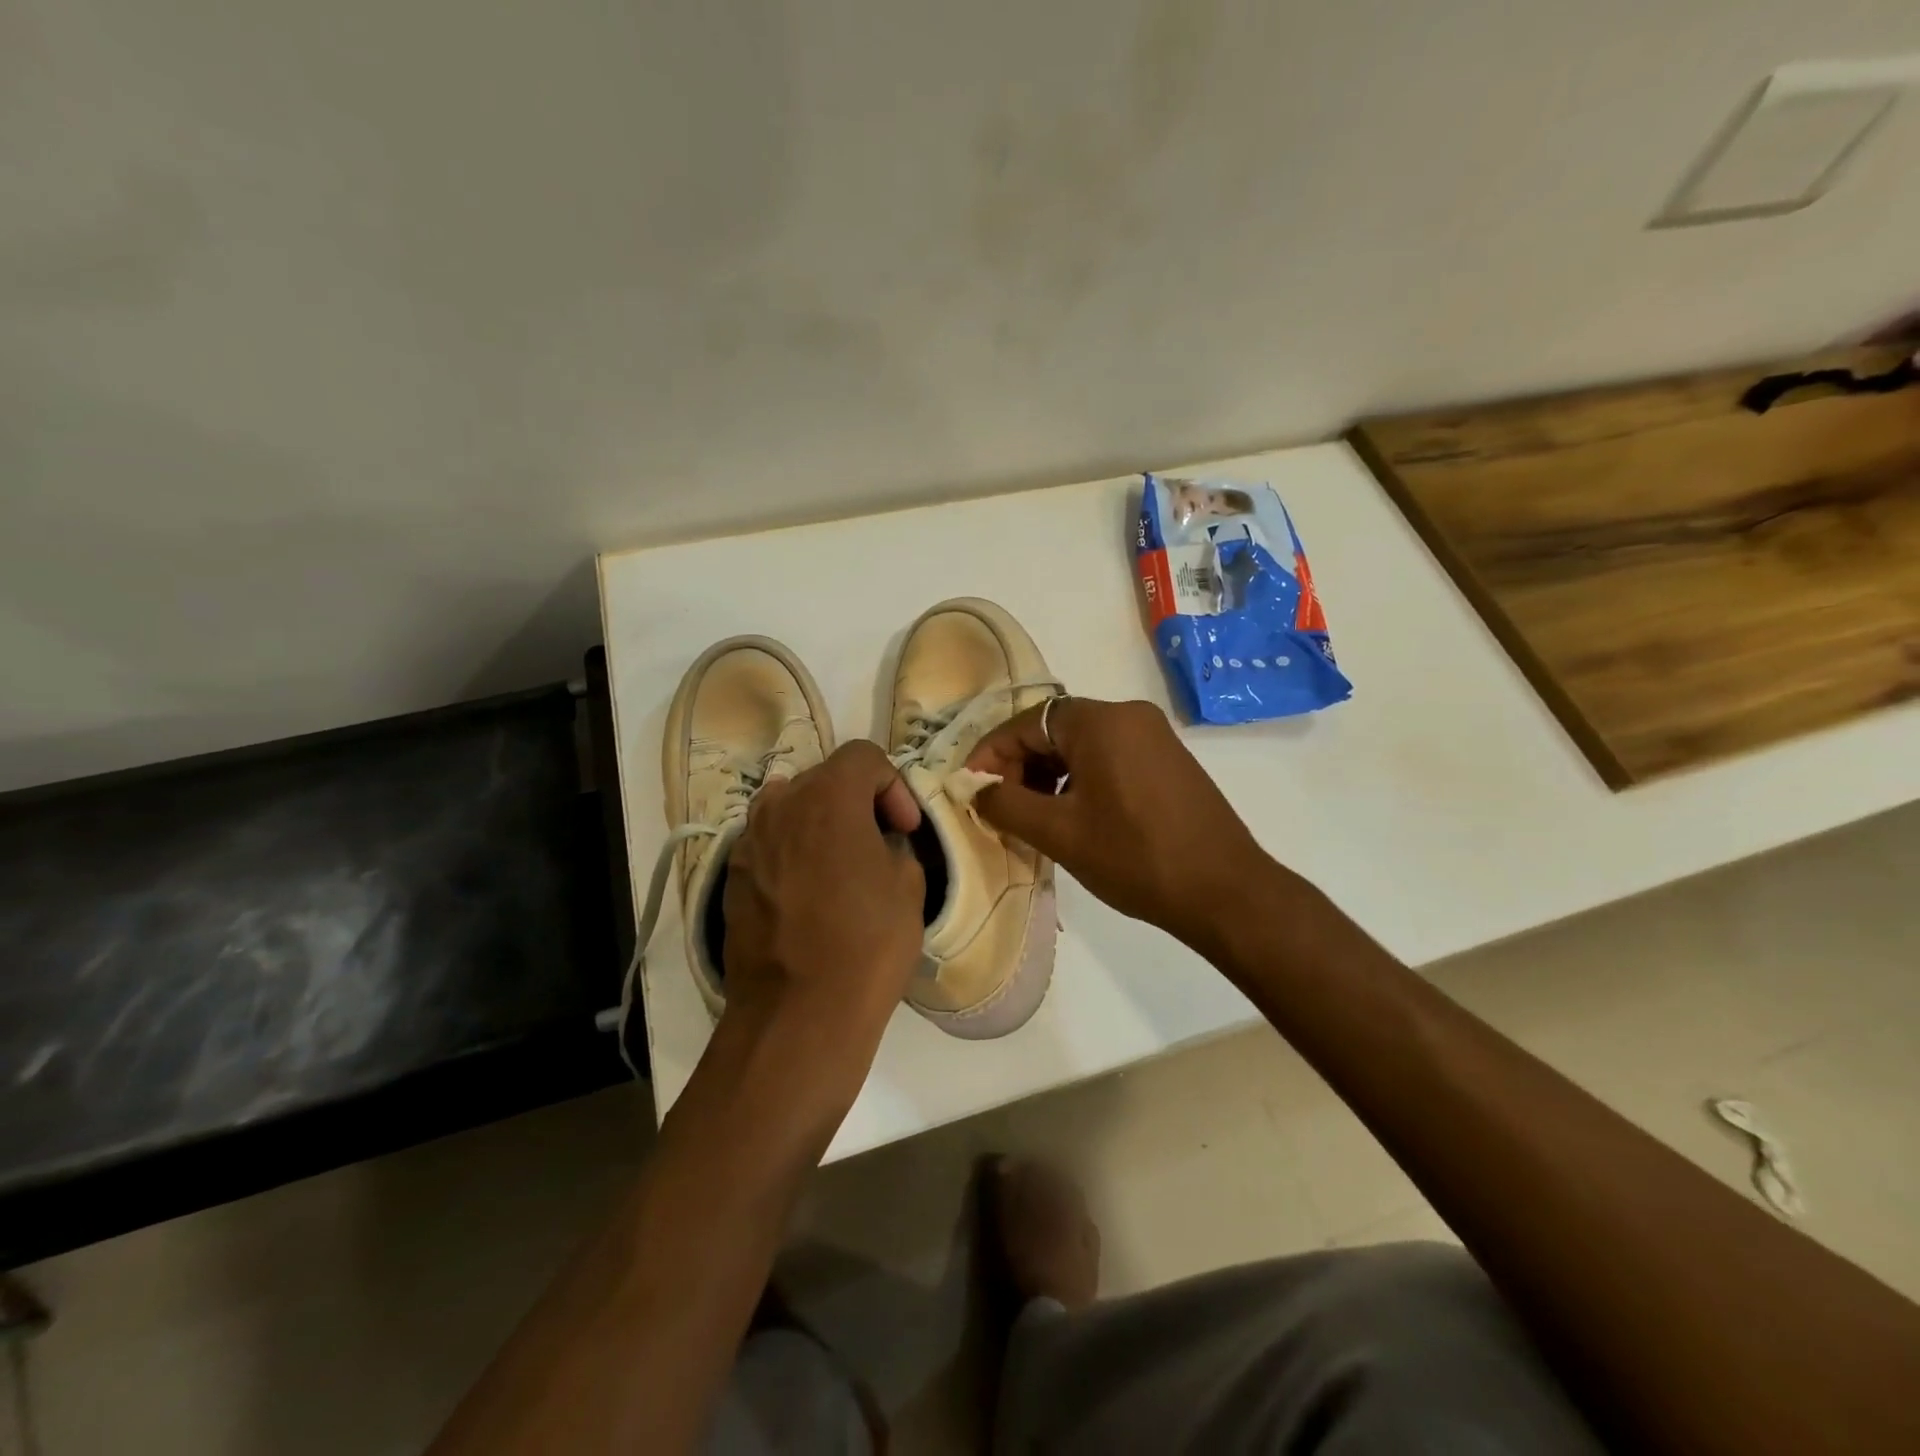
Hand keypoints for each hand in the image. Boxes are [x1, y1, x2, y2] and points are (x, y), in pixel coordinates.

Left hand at [720, 741, 925, 1055]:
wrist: (796, 1016)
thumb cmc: (866, 945)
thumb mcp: (908, 886)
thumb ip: (893, 845)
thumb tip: (876, 844)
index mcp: (827, 797)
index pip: (863, 756)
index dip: (893, 785)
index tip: (904, 829)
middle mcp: (779, 806)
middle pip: (823, 778)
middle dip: (857, 801)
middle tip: (880, 842)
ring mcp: (749, 842)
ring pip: (790, 807)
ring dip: (821, 823)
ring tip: (842, 864)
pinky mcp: (732, 877)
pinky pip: (770, 844)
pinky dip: (794, 851)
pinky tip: (810, 895)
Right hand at [965, 697, 1267, 950]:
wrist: (1224, 891)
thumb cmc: (1134, 857)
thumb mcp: (1059, 833)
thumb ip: (1006, 805)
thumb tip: (975, 789)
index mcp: (1101, 721)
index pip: (1025, 723)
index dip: (990, 755)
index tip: (970, 789)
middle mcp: (1129, 715)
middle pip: (1054, 730)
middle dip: (1019, 766)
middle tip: (1000, 808)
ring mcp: (1154, 736)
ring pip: (1081, 746)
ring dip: (1048, 775)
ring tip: (1031, 818)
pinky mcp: (1168, 760)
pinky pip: (1109, 758)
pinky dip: (1079, 780)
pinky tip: (1071, 815)